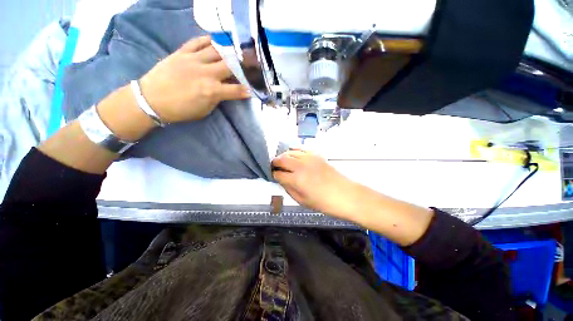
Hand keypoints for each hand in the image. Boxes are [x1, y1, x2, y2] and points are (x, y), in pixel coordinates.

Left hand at [139, 36, 249, 122]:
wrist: (151, 99)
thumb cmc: (181, 109)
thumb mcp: (205, 110)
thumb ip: (217, 98)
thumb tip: (225, 90)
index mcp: (212, 91)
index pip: (237, 89)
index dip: (248, 89)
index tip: (255, 88)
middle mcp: (206, 73)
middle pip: (230, 66)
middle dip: (242, 66)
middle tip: (250, 64)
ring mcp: (193, 60)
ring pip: (216, 51)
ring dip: (228, 51)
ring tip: (236, 51)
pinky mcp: (182, 52)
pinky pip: (198, 42)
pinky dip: (208, 40)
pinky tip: (216, 42)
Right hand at [271, 150, 362, 217]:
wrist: (345, 195)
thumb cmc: (324, 203)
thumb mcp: (302, 201)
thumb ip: (288, 189)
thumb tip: (281, 180)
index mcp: (297, 179)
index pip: (278, 174)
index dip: (273, 175)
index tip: (273, 176)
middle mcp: (301, 165)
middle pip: (281, 159)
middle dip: (275, 163)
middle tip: (274, 167)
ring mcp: (309, 158)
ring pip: (290, 152)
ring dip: (283, 156)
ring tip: (283, 162)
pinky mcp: (316, 154)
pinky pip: (301, 149)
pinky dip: (294, 151)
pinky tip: (294, 156)